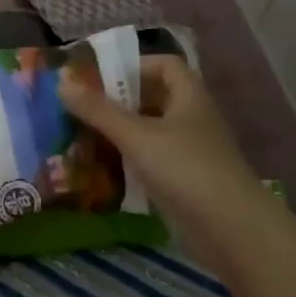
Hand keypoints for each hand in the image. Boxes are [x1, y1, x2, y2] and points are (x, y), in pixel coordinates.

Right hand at [59, 56, 266, 243]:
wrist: (234, 232)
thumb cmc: (186, 170)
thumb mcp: (137, 136)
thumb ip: (98, 110)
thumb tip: (61, 82)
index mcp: (189, 96)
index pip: (164, 65)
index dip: (134, 65)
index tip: (101, 77)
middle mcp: (193, 118)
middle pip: (155, 98)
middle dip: (121, 101)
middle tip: (84, 107)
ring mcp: (193, 152)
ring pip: (153, 131)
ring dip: (123, 132)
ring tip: (87, 136)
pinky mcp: (189, 182)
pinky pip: (155, 160)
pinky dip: (133, 160)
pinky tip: (107, 170)